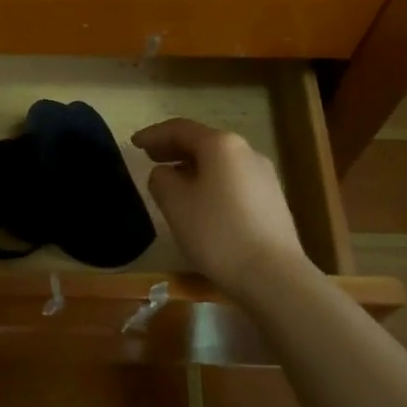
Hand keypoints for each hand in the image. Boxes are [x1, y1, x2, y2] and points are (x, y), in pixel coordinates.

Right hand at [133, 118, 312, 294]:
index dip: (154, 135)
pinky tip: (200, 201)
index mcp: (221, 145)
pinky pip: (233, 179)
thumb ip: (161, 179)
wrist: (273, 276)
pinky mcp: (272, 199)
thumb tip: (166, 173)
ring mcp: (263, 175)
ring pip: (219, 162)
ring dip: (192, 166)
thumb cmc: (217, 233)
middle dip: (174, 148)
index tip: (134, 144)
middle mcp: (246, 151)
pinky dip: (210, 181)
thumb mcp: (175, 204)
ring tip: (172, 180)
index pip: (180, 129)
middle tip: (150, 157)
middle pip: (203, 142)